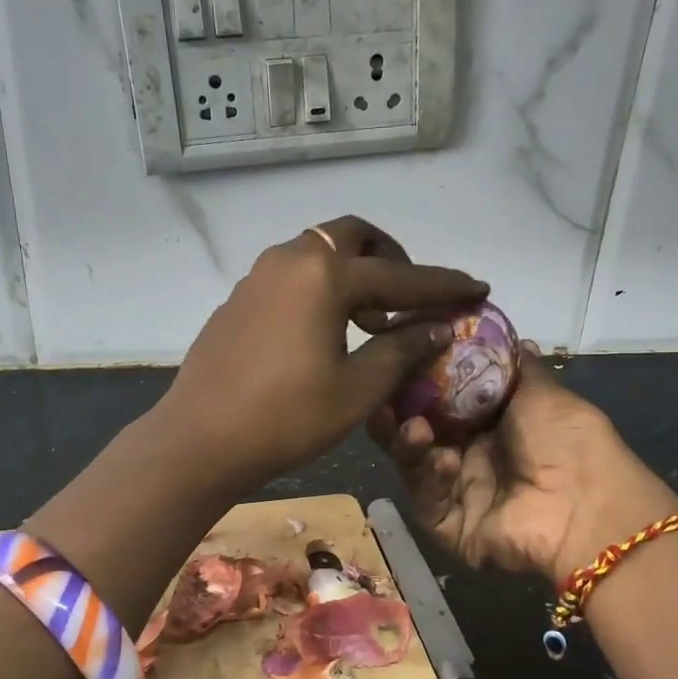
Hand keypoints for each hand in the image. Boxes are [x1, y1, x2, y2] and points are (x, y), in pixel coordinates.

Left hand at [158, 216, 487, 491]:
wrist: (200, 440)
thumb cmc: (287, 417)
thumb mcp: (357, 389)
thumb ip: (401, 350)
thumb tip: (437, 329)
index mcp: (324, 275)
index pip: (399, 276)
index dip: (443, 285)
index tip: (477, 287)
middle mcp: (289, 261)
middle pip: (352, 238)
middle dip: (390, 259)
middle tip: (408, 298)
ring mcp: (256, 278)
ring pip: (317, 255)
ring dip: (352, 275)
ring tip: (370, 322)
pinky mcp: (238, 301)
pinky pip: (291, 278)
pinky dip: (319, 290)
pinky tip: (324, 333)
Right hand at [371, 346, 677, 587]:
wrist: (588, 507)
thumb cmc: (568, 440)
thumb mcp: (543, 392)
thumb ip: (515, 365)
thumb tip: (507, 335)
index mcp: (491, 426)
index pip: (441, 400)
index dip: (418, 382)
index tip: (398, 360)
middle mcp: (470, 457)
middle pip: (419, 433)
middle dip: (399, 414)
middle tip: (382, 396)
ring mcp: (458, 493)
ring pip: (414, 465)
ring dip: (408, 444)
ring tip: (412, 426)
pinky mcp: (449, 527)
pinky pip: (426, 499)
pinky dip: (428, 478)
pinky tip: (442, 460)